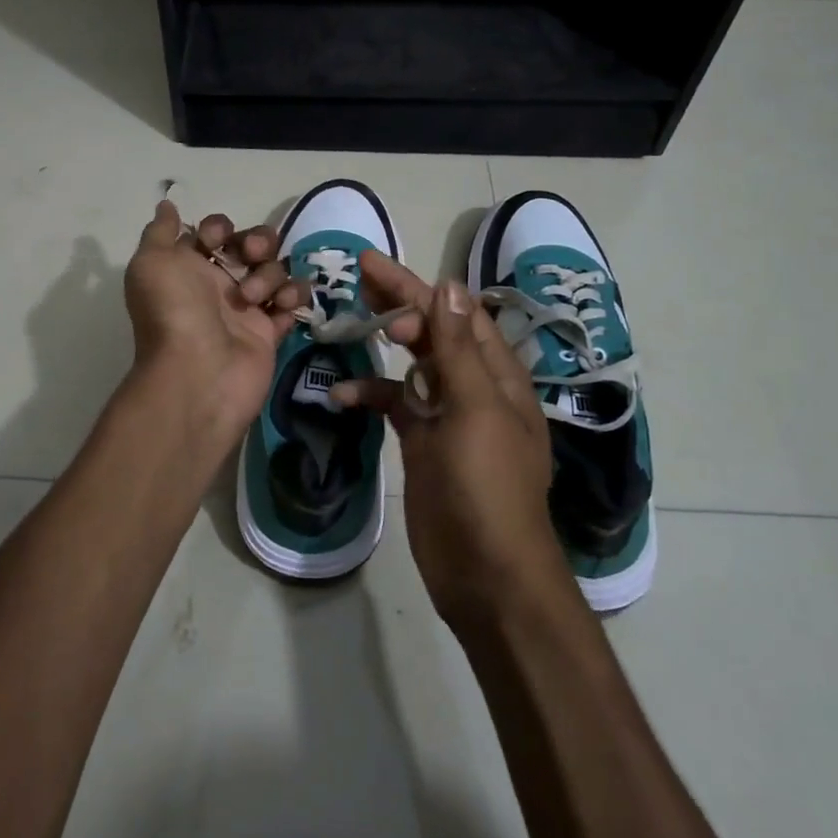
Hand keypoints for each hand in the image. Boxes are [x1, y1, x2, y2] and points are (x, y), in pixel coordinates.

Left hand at [123, 201, 304, 440]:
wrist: (198, 372)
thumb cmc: (173, 311)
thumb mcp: (152, 262)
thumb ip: (160, 230)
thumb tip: (166, 204)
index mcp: (188, 267)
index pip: (214, 232)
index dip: (219, 228)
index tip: (215, 239)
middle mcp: (217, 285)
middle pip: (251, 246)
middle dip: (256, 241)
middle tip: (251, 255)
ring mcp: (246, 309)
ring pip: (273, 270)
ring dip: (269, 274)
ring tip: (253, 298)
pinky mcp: (270, 332)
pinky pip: (291, 302)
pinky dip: (292, 297)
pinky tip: (281, 306)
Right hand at [333, 252, 561, 628]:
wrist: (486, 571)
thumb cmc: (487, 485)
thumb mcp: (475, 409)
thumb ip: (459, 348)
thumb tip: (447, 285)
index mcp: (496, 374)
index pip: (455, 313)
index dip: (417, 286)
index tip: (372, 265)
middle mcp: (474, 387)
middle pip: (434, 332)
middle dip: (399, 303)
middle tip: (356, 277)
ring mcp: (447, 416)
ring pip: (412, 366)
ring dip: (383, 346)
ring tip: (347, 324)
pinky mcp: (422, 443)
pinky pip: (394, 406)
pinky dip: (370, 396)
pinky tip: (341, 395)